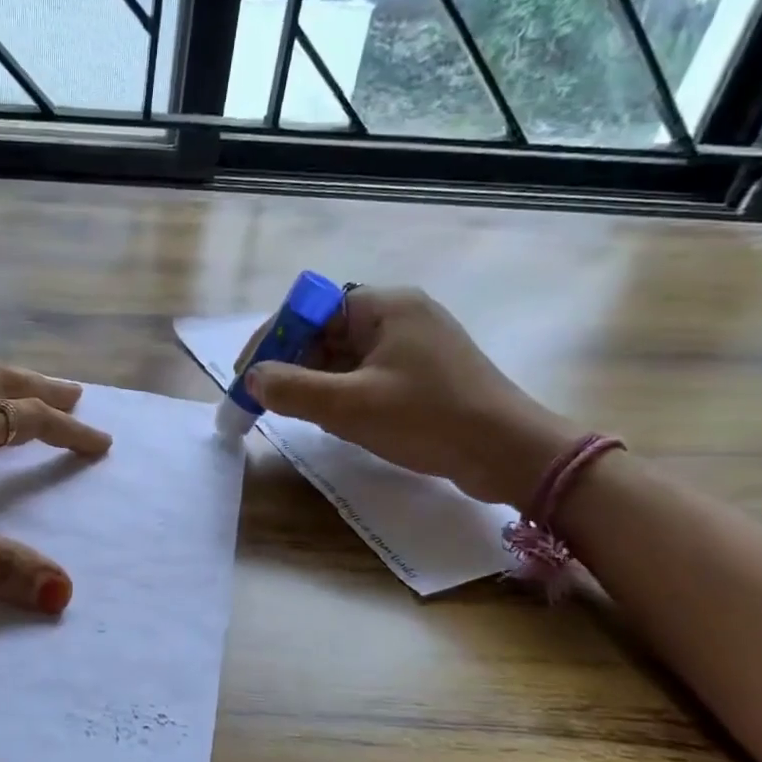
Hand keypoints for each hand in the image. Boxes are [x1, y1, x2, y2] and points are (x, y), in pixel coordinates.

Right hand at [238, 287, 578, 506]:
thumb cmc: (430, 420)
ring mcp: (413, 346)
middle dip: (292, 365)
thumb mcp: (351, 406)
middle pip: (326, 332)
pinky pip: (366, 375)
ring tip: (295, 415)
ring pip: (344, 357)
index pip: (310, 309)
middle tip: (265, 401)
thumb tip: (252, 379)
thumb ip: (293, 389)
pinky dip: (342, 394)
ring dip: (315, 383)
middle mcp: (399, 316)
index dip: (272, 339)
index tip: (248, 376)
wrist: (512, 455)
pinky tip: (332, 421)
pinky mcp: (422, 375)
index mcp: (384, 306)